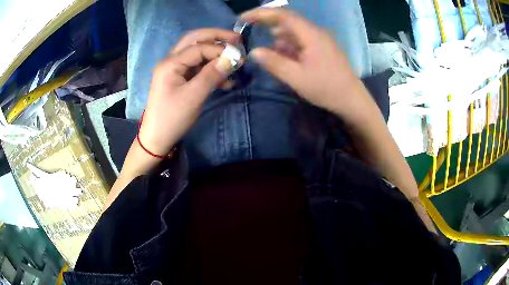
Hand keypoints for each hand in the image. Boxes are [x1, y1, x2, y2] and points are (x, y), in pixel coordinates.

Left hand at [138, 29, 239, 155]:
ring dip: (215, 55)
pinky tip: (225, 79)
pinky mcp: (179, 78)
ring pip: (197, 53)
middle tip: (237, 39)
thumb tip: (232, 58)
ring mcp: (175, 69)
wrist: (157, 138)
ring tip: (234, 61)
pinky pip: (197, 67)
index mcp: (170, 63)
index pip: (199, 47)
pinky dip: (211, 69)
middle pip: (195, 40)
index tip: (240, 56)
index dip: (220, 50)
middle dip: (216, 38)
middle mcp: (171, 60)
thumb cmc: (172, 118)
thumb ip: (212, 75)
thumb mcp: (193, 96)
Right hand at [241, 9, 367, 117]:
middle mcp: (316, 32)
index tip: (243, 18)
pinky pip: (302, 40)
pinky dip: (289, 45)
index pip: (282, 15)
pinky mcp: (323, 48)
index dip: (261, 13)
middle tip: (251, 32)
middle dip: (268, 25)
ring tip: (269, 52)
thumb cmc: (326, 89)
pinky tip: (284, 56)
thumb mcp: (296, 78)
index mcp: (311, 34)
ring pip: (294, 31)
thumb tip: (254, 51)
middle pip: (288, 21)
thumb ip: (274, 63)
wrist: (352, 99)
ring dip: (279, 38)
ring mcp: (321, 39)